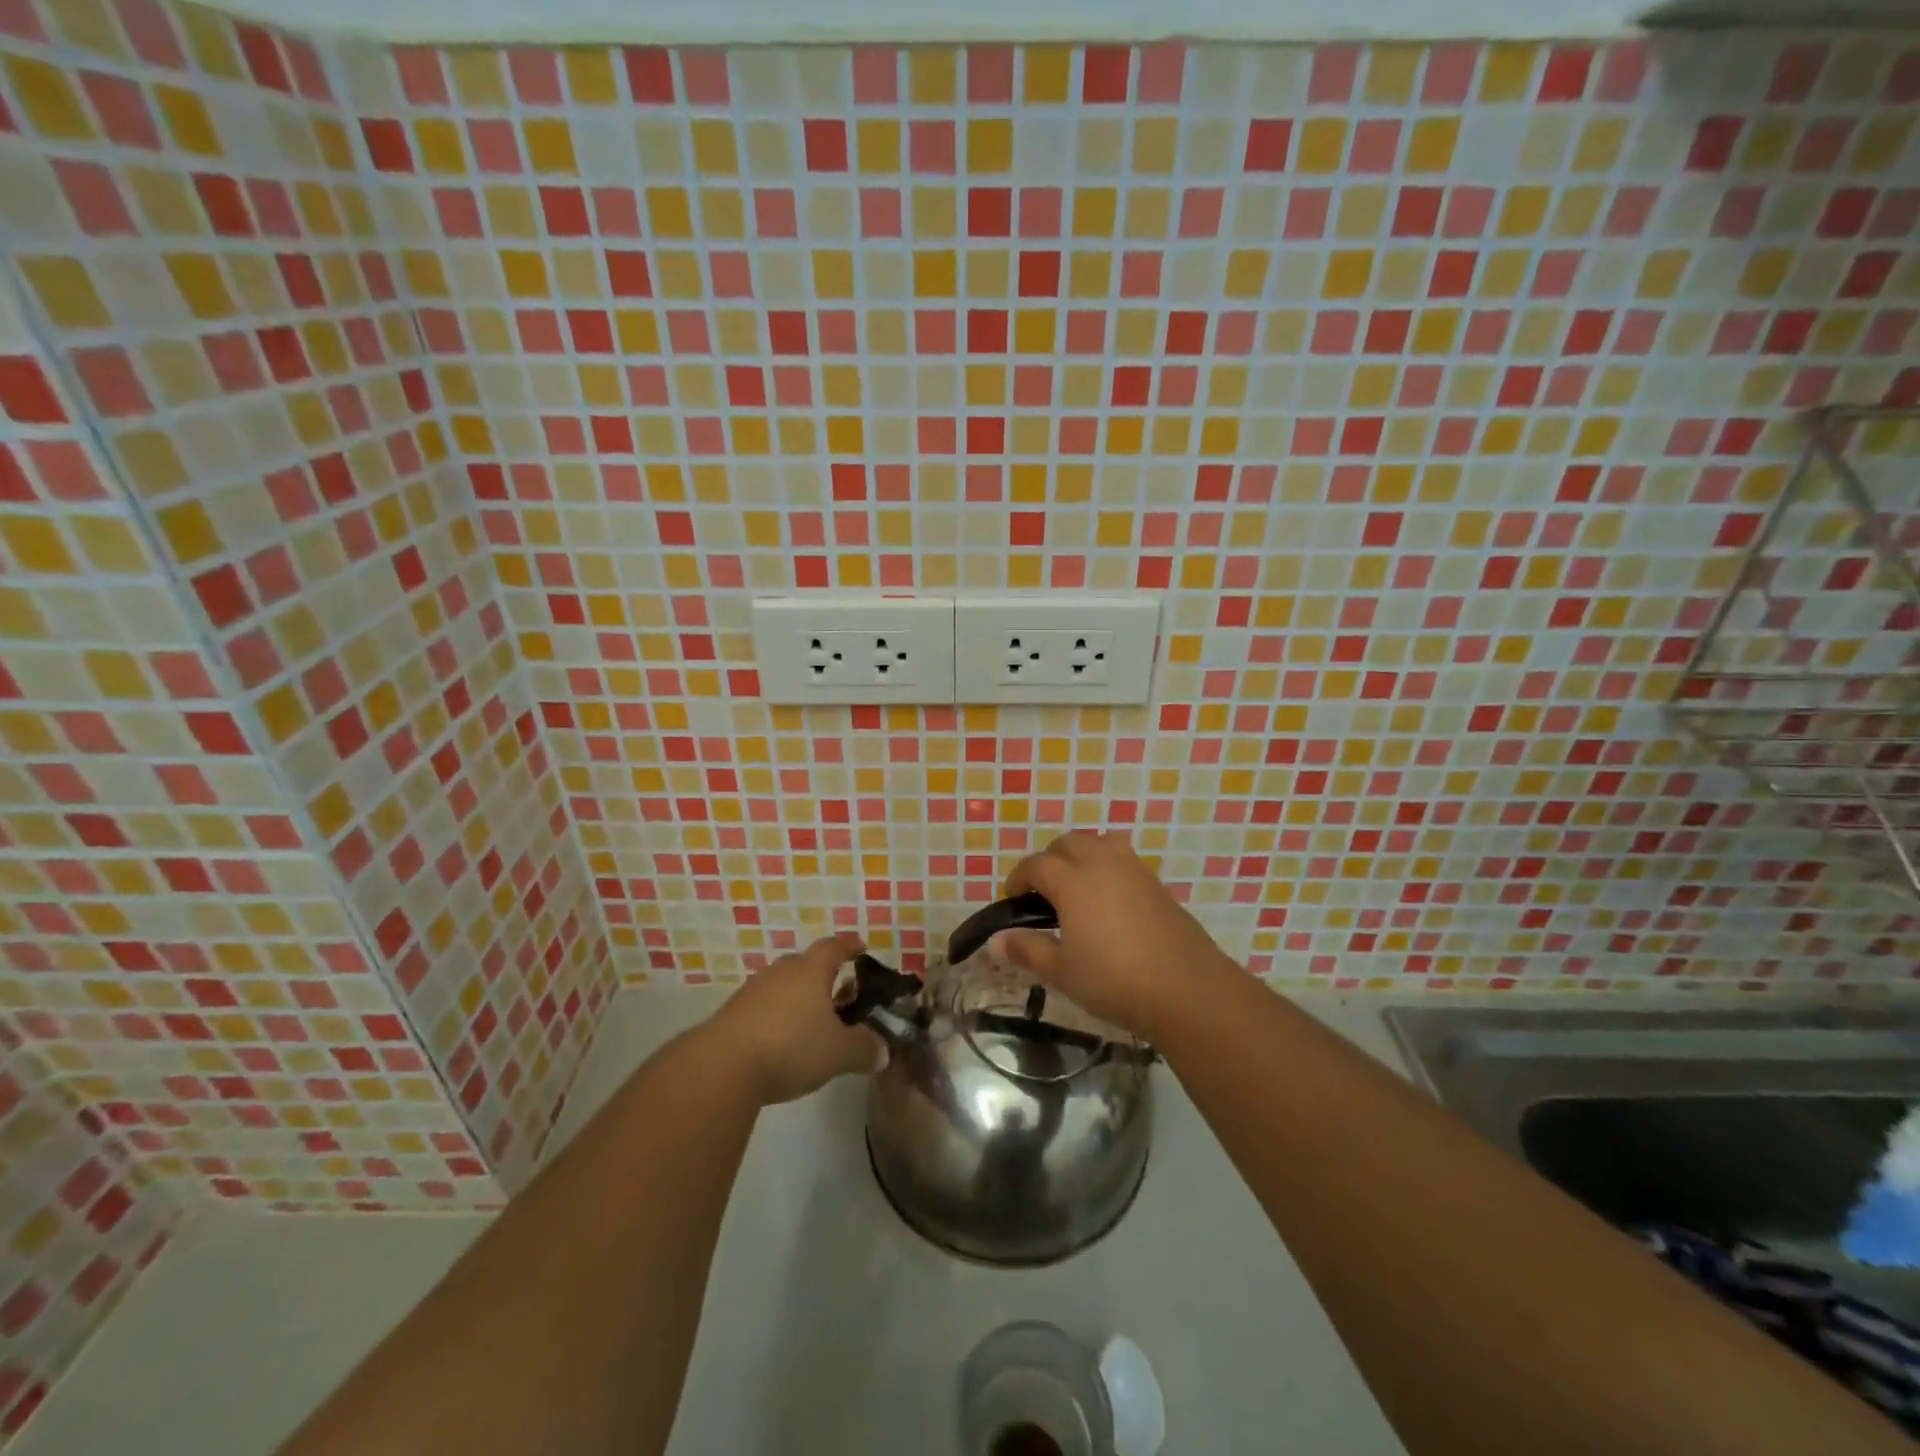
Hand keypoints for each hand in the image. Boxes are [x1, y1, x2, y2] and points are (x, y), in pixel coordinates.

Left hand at [709, 932, 883, 1105]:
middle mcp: (782, 972)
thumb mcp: (839, 1053)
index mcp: (811, 970)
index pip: (834, 947)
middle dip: (824, 977)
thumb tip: (882, 1051)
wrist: (721, 1066)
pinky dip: (777, 1018)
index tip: (860, 946)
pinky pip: (763, 1008)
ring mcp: (753, 991)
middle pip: (806, 965)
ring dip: (798, 1000)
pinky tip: (782, 1043)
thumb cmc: (791, 1046)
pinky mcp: (732, 1014)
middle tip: (840, 994)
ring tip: (812, 1023)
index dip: (849, 945)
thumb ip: (864, 1049)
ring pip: (783, 987)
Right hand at [996, 831, 1231, 1040]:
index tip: (1013, 897)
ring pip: (1100, 843)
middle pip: (1068, 843)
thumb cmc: (1114, 980)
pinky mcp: (1157, 884)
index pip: (1036, 864)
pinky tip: (1108, 901)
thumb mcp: (1062, 971)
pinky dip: (1107, 867)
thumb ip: (1027, 950)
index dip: (1019, 877)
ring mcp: (1135, 870)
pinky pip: (1123, 860)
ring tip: (1076, 887)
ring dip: (1081, 855)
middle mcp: (1102, 864)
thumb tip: (994, 943)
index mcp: (1073, 881)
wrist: (1187, 989)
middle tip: (1042, 890)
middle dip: (1049, 859)